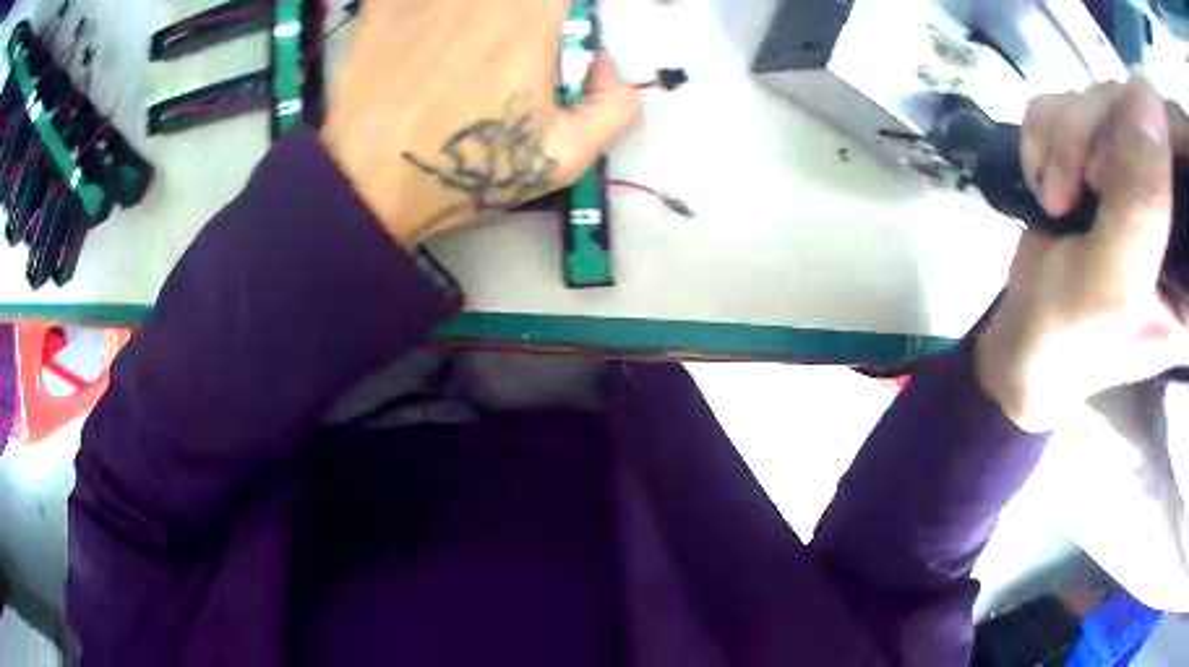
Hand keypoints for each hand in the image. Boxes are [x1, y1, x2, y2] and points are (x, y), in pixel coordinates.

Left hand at [320, 0, 641, 246]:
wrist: (373, 181)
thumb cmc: (473, 166)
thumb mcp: (567, 155)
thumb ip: (615, 105)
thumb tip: (605, 64)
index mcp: (536, 10)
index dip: (555, 21)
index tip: (546, 47)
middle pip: (518, 0)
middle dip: (517, 20)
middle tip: (501, 55)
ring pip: (464, 1)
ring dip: (467, 17)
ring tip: (458, 51)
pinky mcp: (384, 1)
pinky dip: (423, 12)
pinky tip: (422, 37)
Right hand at [976, 76, 1188, 431]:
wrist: (1025, 335)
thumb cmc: (1073, 337)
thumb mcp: (1114, 288)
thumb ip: (1142, 209)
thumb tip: (1146, 114)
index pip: (1182, 168)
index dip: (1160, 130)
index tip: (1121, 160)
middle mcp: (1173, 204)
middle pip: (1145, 112)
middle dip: (1100, 133)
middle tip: (1078, 187)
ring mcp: (1139, 171)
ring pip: (1107, 96)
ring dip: (1067, 135)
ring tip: (1053, 198)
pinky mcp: (1105, 151)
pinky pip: (1074, 97)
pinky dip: (1047, 130)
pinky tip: (1044, 176)